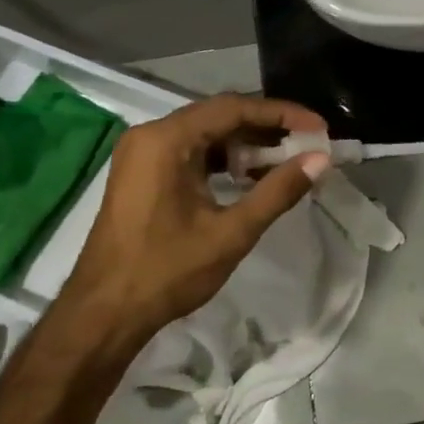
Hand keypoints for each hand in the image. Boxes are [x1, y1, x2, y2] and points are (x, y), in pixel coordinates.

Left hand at [58, 94, 329, 337]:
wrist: (103, 315)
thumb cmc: (166, 271)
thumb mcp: (231, 232)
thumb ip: (278, 191)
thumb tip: (320, 159)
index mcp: (166, 140)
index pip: (233, 108)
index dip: (281, 114)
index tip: (318, 127)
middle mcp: (151, 135)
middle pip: (220, 116)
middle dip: (267, 129)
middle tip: (308, 143)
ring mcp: (143, 154)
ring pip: (207, 134)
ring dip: (247, 146)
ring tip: (288, 161)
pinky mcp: (143, 173)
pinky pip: (191, 152)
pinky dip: (224, 161)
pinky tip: (251, 177)